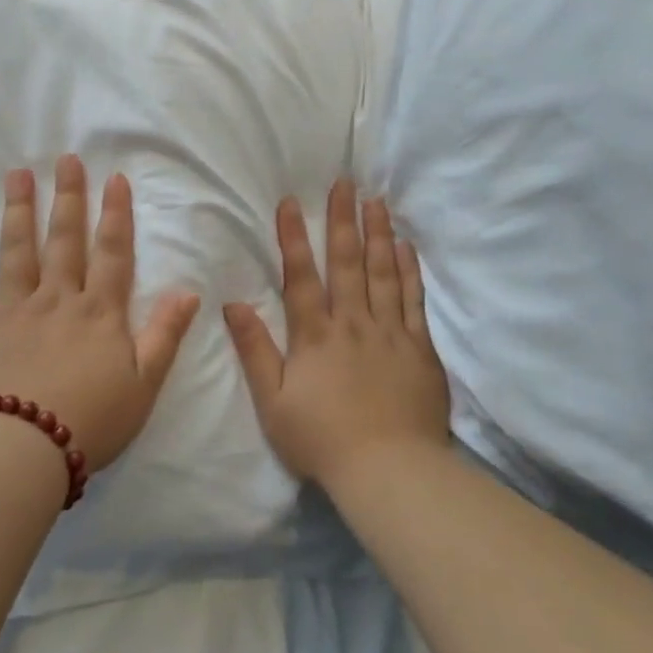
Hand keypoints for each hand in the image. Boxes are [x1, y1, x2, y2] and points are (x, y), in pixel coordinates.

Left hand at [0, 155, 200, 472]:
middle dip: (68, 198)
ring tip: (18, 174)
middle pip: (64, 240)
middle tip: (66, 159)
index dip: (116, 215)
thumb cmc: (93, 419)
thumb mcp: (145, 383)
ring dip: (19, 210)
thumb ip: (165, 335)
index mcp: (99, 313)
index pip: (112, 253)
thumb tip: (189, 292)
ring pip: (17, 251)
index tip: (114, 178)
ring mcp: (14, 311)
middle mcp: (56, 300)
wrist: (25, 448)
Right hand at [224, 179, 449, 485]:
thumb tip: (233, 304)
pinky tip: (406, 247)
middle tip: (345, 183)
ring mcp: (390, 332)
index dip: (294, 238)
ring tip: (376, 201)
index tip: (291, 202)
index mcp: (315, 336)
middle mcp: (352, 323)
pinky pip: (414, 300)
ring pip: (383, 272)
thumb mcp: (273, 401)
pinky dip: (410, 270)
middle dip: (342, 220)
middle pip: (346, 263)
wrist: (389, 469)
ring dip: (378, 234)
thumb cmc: (322, 439)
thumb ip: (254, 350)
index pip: (301, 276)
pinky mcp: (419, 348)